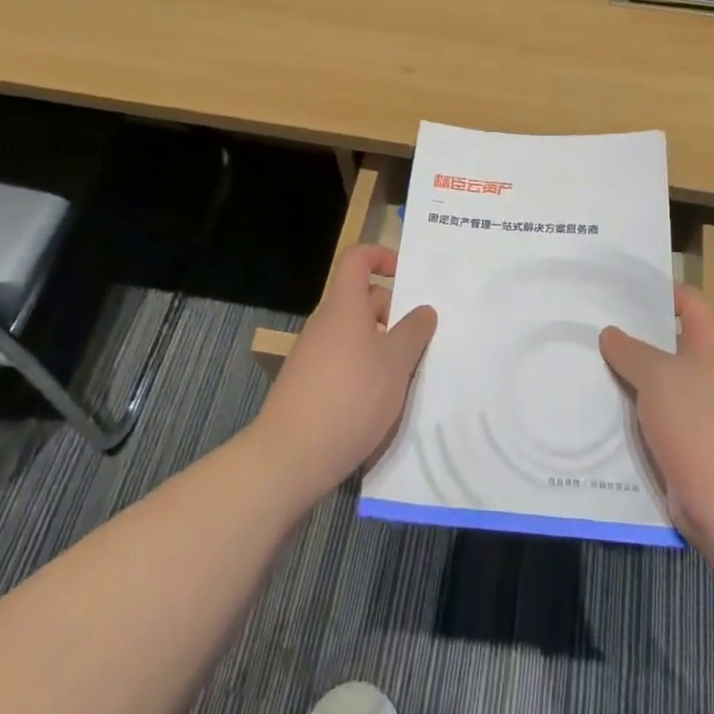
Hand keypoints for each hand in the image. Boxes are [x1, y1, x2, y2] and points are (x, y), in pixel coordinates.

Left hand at [254, 244, 437, 499]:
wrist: (290, 458)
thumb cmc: (350, 397)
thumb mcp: (396, 362)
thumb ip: (414, 331)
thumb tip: (424, 310)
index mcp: (344, 306)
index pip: (357, 259)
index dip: (381, 256)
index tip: (407, 276)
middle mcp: (325, 323)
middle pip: (362, 299)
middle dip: (393, 312)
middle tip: (421, 339)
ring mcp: (313, 355)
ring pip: (356, 335)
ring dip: (382, 346)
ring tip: (408, 375)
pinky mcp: (308, 385)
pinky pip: (344, 362)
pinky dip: (365, 371)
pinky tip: (381, 402)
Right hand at [600, 284, 713, 553]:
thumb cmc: (698, 425)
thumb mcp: (657, 377)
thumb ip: (630, 351)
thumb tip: (610, 333)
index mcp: (712, 346)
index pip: (689, 302)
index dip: (660, 290)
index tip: (621, 288)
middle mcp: (710, 373)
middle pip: (671, 342)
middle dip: (634, 335)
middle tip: (593, 325)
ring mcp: (702, 411)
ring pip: (660, 382)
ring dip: (629, 376)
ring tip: (588, 363)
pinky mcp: (690, 444)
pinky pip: (657, 417)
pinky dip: (633, 412)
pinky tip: (601, 410)